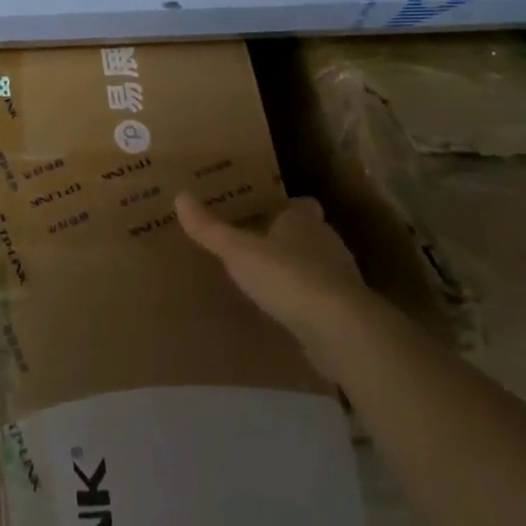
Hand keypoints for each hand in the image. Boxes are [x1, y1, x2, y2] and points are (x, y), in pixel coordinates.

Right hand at [175, 192, 375, 359]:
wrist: (340, 329)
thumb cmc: (288, 276)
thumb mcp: (238, 250)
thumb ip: (210, 228)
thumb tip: (180, 196)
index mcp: (304, 222)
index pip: (300, 205)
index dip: (286, 207)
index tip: (266, 212)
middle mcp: (327, 244)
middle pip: (309, 235)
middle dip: (288, 240)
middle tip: (257, 246)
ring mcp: (341, 280)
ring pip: (317, 267)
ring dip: (298, 272)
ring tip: (267, 281)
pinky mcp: (345, 313)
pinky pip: (321, 300)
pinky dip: (306, 303)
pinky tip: (285, 313)